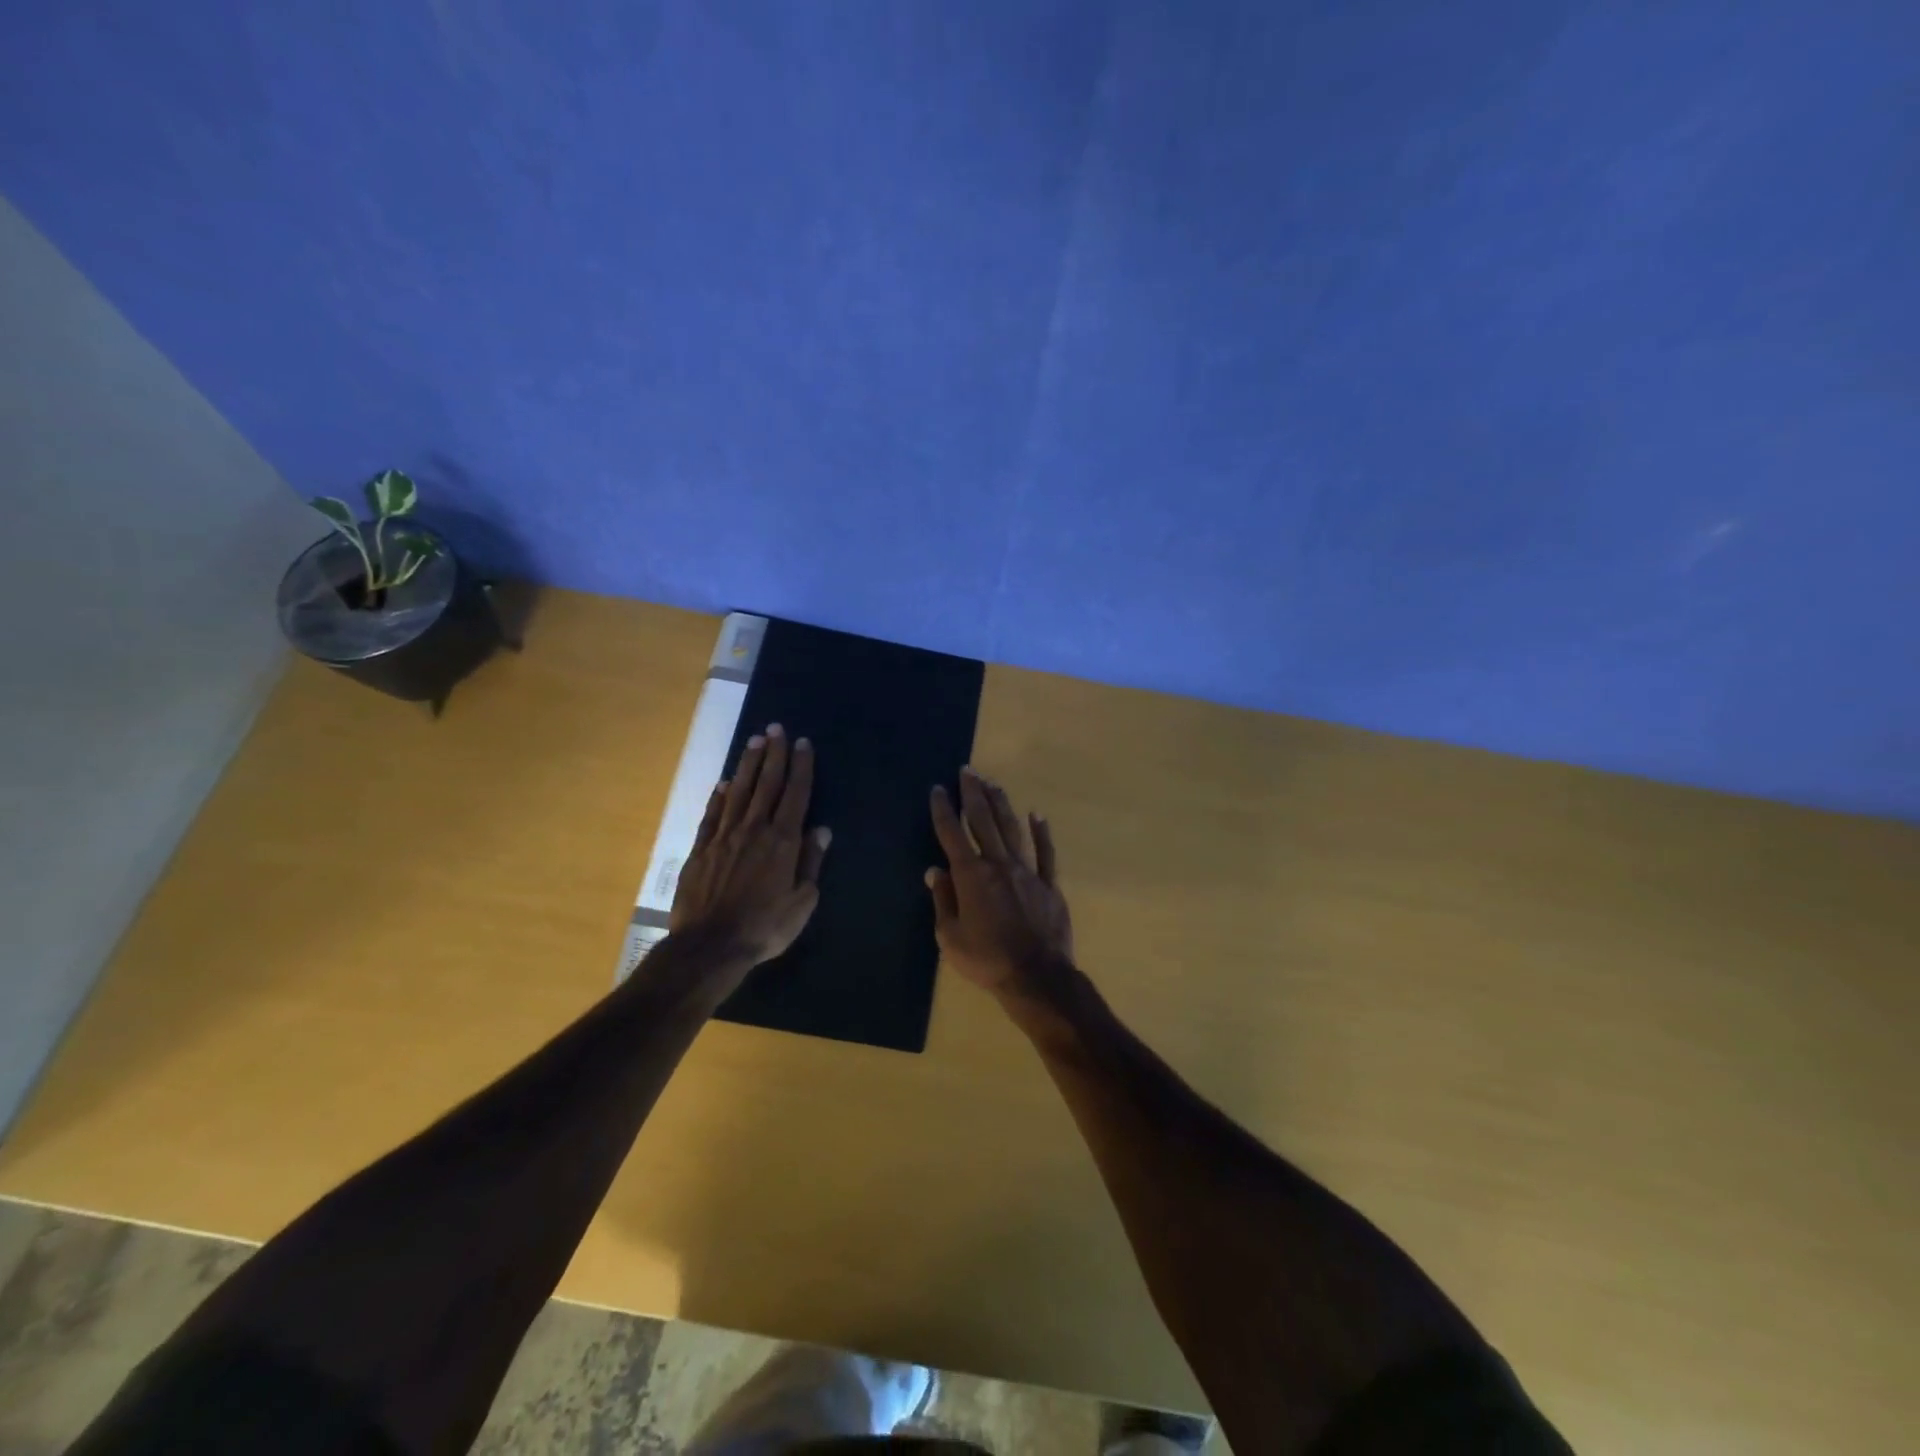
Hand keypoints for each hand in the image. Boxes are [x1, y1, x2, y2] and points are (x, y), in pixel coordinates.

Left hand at [671, 724, 831, 967]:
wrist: (710, 945)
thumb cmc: (764, 927)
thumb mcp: (802, 902)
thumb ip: (811, 863)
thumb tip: (822, 830)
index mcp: (783, 841)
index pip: (795, 794)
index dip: (801, 767)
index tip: (803, 743)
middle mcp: (754, 830)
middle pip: (766, 784)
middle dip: (774, 754)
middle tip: (776, 728)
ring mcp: (724, 837)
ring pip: (739, 792)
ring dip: (748, 765)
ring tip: (755, 742)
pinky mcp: (701, 849)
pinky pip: (712, 815)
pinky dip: (719, 796)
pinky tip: (724, 783)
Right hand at [926, 767, 1072, 1002]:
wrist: (1036, 977)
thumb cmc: (986, 960)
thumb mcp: (950, 936)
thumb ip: (943, 900)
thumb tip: (934, 871)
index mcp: (971, 876)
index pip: (952, 834)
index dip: (944, 810)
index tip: (939, 789)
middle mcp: (999, 864)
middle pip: (984, 821)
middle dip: (974, 794)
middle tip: (968, 770)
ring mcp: (1027, 871)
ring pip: (1013, 829)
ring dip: (1002, 804)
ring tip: (993, 784)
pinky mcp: (1049, 884)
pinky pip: (1046, 852)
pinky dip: (1042, 832)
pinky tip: (1038, 815)